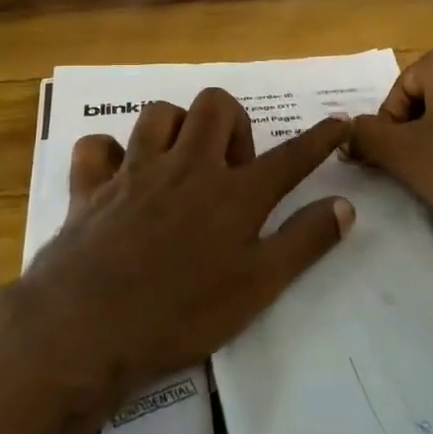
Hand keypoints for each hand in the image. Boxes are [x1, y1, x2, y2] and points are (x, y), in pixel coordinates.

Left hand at [10, 88, 352, 406]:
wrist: (88, 327)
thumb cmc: (182, 314)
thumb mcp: (257, 287)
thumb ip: (303, 242)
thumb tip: (344, 206)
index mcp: (233, 194)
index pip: (289, 157)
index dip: (319, 138)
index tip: (339, 121)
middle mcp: (187, 168)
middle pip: (216, 106)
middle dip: (233, 121)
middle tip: (232, 166)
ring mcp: (134, 171)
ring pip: (158, 113)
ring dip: (175, 127)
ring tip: (180, 161)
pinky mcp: (91, 186)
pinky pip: (97, 146)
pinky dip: (108, 153)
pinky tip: (118, 175)